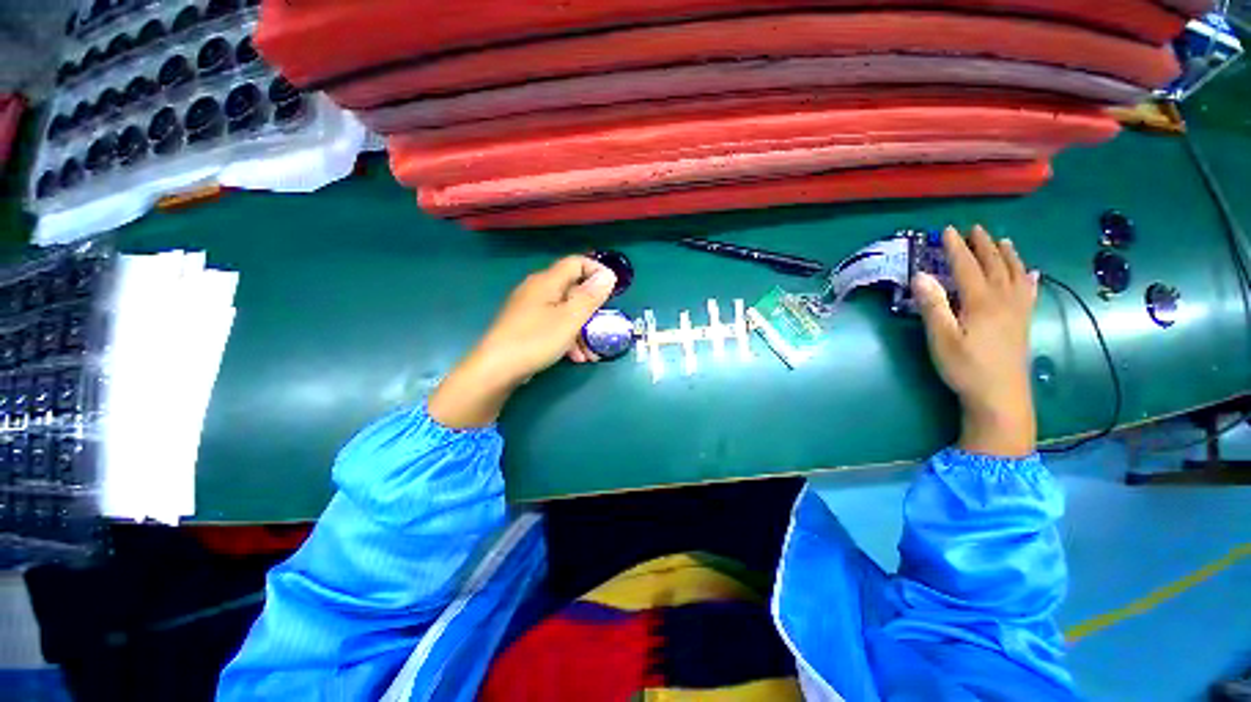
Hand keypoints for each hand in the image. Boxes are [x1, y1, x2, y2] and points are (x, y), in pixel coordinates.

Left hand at [429, 256, 616, 428]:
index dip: (597, 271)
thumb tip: (608, 275)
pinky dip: (567, 336)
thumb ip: (590, 297)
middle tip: (603, 326)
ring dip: (581, 328)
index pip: (576, 262)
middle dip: (591, 309)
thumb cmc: (536, 340)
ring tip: (590, 352)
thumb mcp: (570, 319)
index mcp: (547, 281)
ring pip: (564, 310)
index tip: (613, 290)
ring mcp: (529, 308)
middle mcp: (537, 289)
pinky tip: (575, 356)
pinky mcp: (525, 325)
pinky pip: (553, 323)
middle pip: (572, 289)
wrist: (495, 369)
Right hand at [912, 225, 1038, 456]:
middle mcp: (1003, 300)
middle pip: (994, 265)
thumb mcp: (942, 339)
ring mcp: (1017, 312)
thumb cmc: (966, 368)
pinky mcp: (1023, 324)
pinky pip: (1029, 293)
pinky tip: (1031, 273)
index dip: (956, 248)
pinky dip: (1028, 278)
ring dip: (1007, 255)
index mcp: (981, 302)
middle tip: (975, 229)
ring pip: (1015, 275)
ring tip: (1002, 241)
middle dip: (983, 245)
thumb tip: (921, 275)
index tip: (947, 230)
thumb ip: (933, 306)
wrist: (1000, 397)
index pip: (967, 267)